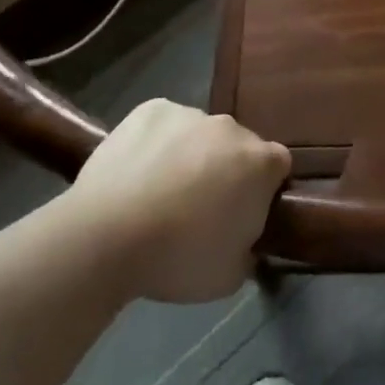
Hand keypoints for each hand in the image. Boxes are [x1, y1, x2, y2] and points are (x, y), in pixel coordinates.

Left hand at [68, 99, 290, 302]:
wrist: (106, 237)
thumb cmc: (177, 259)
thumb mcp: (230, 275)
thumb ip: (248, 249)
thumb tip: (243, 239)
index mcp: (261, 163)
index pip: (277, 167)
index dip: (262, 190)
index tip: (242, 214)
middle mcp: (232, 128)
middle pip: (237, 147)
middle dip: (225, 170)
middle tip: (198, 208)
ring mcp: (190, 114)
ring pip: (199, 134)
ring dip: (190, 155)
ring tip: (158, 193)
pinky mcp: (151, 109)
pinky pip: (164, 124)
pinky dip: (156, 142)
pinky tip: (136, 172)